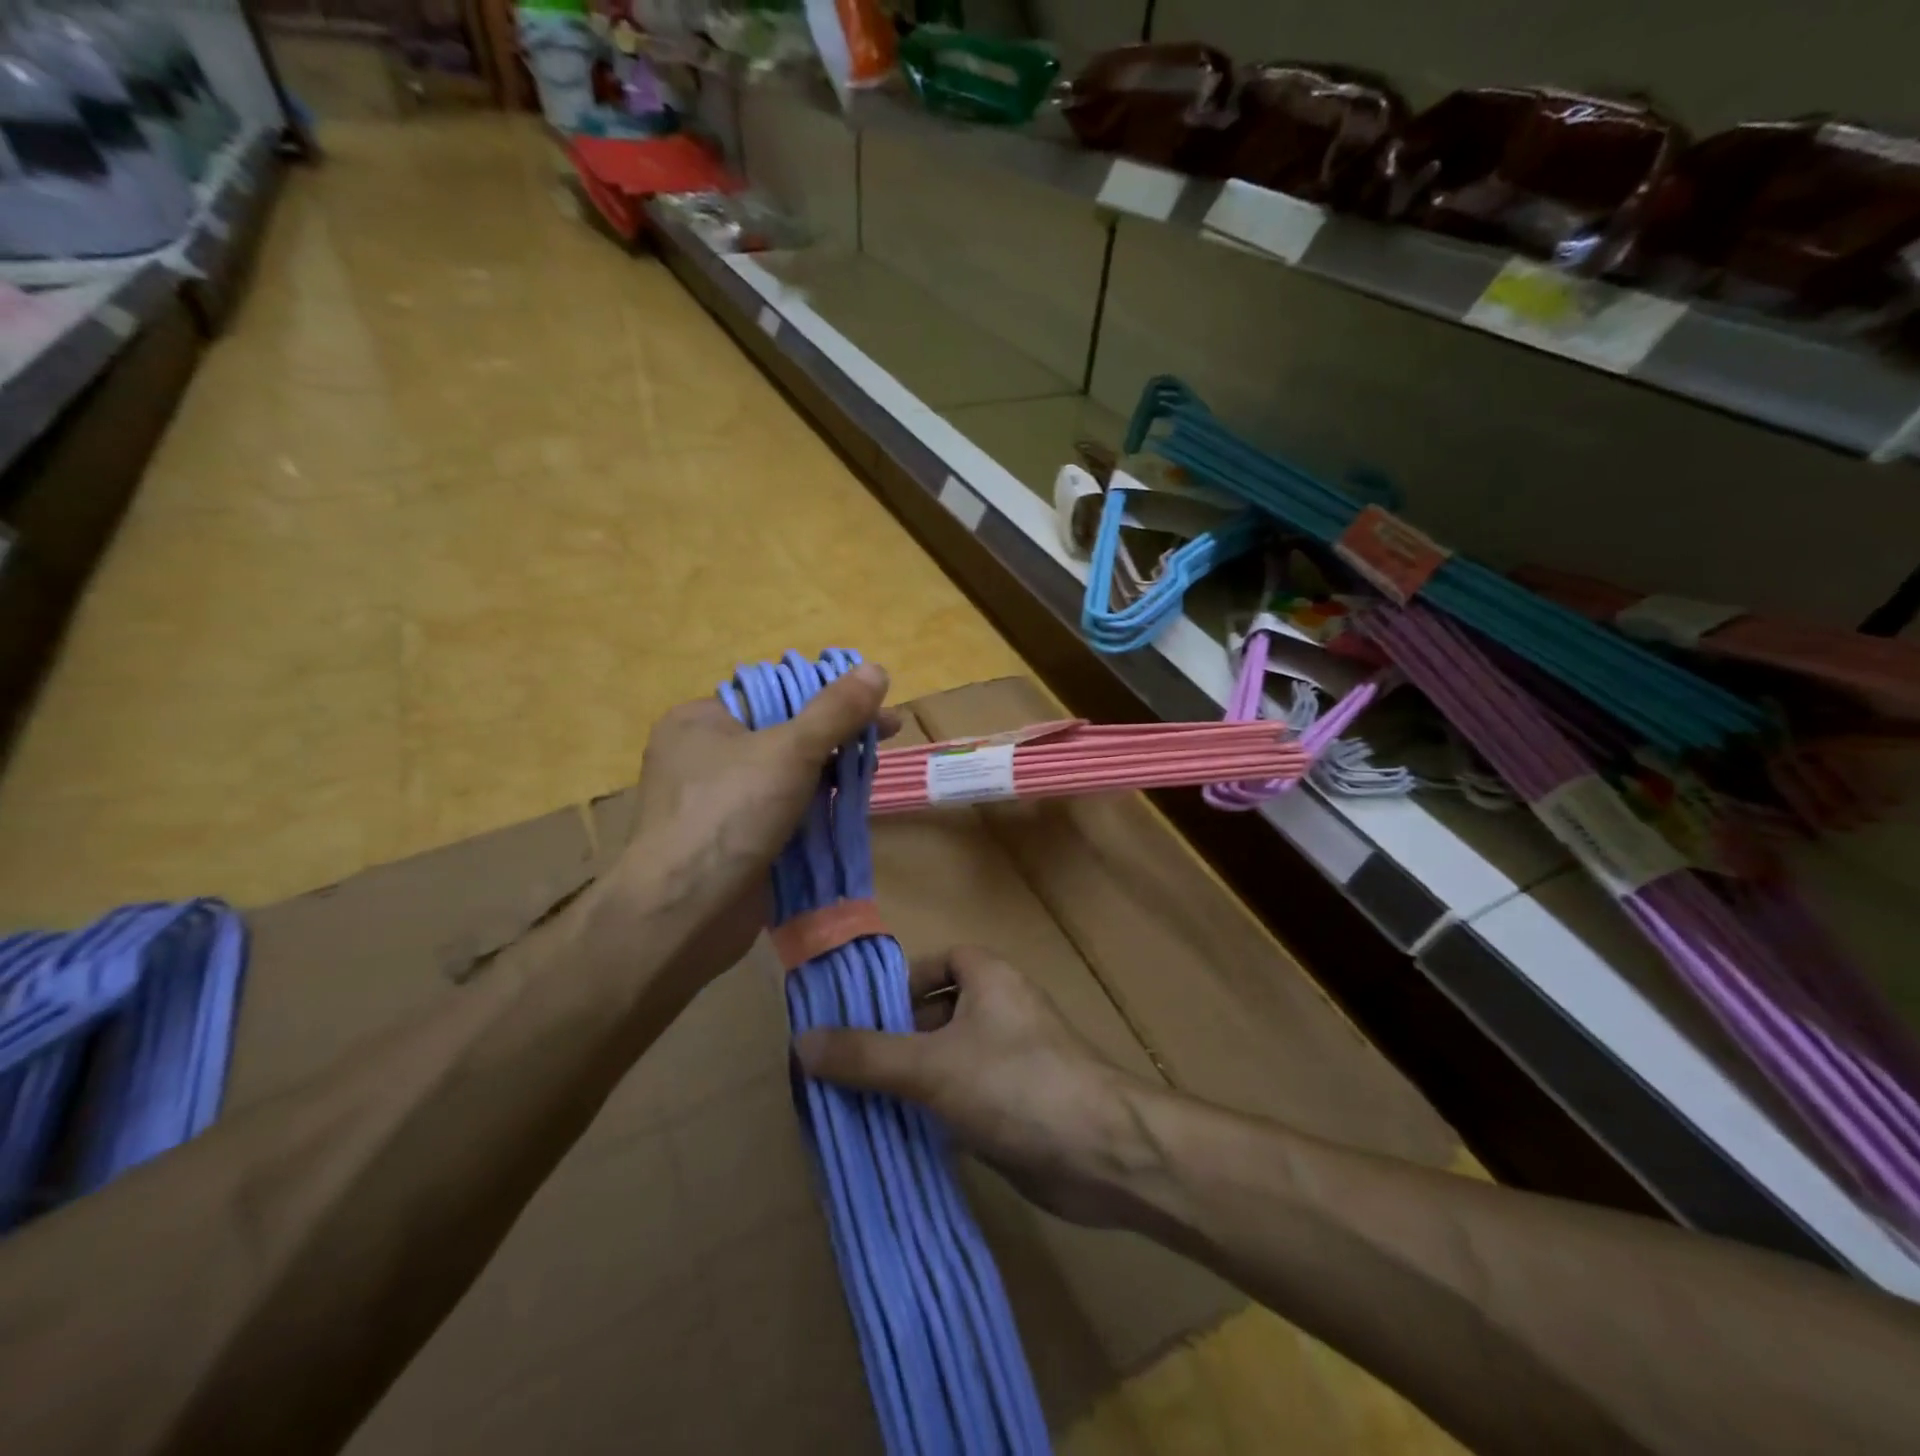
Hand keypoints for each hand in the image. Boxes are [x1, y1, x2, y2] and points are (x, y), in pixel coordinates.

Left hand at [610, 662, 892, 994]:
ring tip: (872, 773)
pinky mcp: (733, 840)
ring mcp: (718, 802)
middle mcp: (705, 756)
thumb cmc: (730, 812)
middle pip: (784, 733)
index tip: (873, 704)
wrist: (685, 911)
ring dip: (830, 772)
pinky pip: (782, 811)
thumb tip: (876, 668)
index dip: (826, 694)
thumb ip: (835, 710)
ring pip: (786, 775)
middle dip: (836, 734)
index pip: (773, 693)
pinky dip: (814, 808)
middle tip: (886, 736)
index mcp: (701, 720)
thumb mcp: (790, 750)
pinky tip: (848, 808)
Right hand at [795, 947, 1156, 1227]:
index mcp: (989, 977)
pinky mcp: (1016, 1105)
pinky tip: (900, 1136)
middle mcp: (1001, 1009)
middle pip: (937, 1012)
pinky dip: (934, 1111)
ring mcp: (1011, 1059)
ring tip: (858, 1105)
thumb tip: (801, 1042)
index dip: (900, 984)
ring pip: (947, 1059)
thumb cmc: (1015, 1085)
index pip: (937, 962)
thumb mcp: (931, 1066)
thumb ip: (866, 1055)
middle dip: (895, 1038)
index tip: (859, 1018)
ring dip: (911, 1080)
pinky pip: (962, 1097)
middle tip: (845, 1068)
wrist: (1102, 1154)